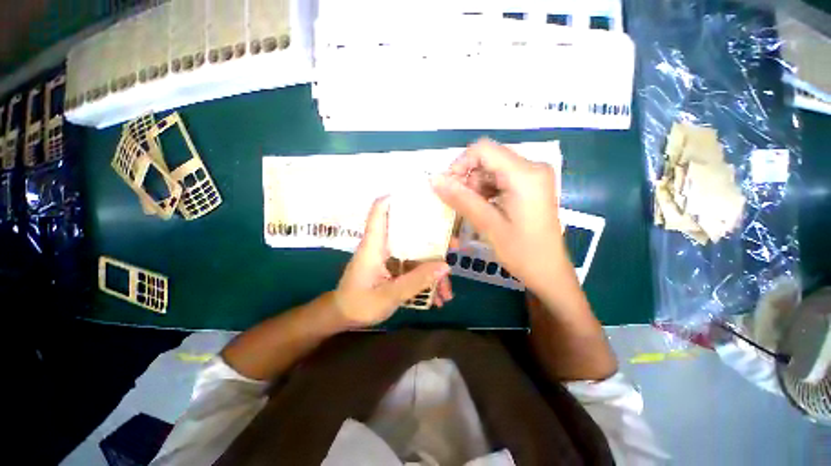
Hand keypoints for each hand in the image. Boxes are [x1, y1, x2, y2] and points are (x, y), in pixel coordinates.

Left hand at [333, 197, 451, 327]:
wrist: (344, 317)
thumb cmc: (358, 304)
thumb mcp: (388, 296)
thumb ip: (416, 281)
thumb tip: (445, 265)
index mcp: (375, 244)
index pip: (380, 210)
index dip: (396, 197)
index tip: (421, 195)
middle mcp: (383, 245)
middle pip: (409, 230)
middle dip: (433, 237)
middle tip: (454, 245)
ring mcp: (390, 257)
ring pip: (416, 252)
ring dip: (433, 267)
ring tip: (447, 290)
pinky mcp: (394, 267)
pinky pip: (414, 267)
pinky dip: (426, 278)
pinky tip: (437, 298)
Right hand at [432, 139, 570, 297]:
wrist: (548, 271)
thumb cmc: (521, 252)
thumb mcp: (487, 224)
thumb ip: (461, 199)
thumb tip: (434, 179)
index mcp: (525, 174)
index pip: (483, 149)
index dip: (460, 164)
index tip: (449, 187)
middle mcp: (532, 167)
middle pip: (488, 159)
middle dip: (469, 179)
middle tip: (462, 205)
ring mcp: (533, 176)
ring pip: (492, 169)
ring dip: (477, 187)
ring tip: (476, 211)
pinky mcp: (531, 185)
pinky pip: (501, 179)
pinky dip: (487, 191)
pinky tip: (486, 209)